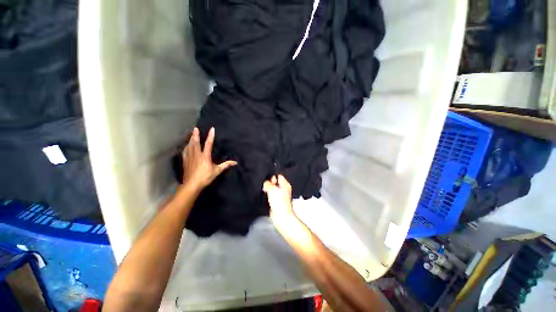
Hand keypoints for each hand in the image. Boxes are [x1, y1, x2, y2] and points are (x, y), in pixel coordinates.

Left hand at [182, 127, 236, 191]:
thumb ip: (225, 165)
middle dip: (196, 135)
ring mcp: (190, 157)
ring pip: (190, 146)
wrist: (192, 184)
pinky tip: (186, 145)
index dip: (210, 136)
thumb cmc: (205, 177)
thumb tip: (235, 162)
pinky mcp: (185, 161)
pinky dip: (186, 147)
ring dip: (191, 139)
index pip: (208, 144)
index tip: (212, 129)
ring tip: (191, 134)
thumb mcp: (217, 171)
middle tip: (195, 128)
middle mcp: (197, 154)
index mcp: (205, 156)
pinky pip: (185, 152)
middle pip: (195, 142)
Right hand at [263, 175, 293, 220]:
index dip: (273, 177)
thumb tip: (265, 183)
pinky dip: (268, 197)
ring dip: (268, 191)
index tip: (268, 180)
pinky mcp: (277, 202)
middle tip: (266, 187)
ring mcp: (281, 196)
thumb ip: (268, 184)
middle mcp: (284, 189)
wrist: (281, 215)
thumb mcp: (272, 189)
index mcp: (285, 184)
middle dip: (270, 184)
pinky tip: (267, 199)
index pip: (279, 176)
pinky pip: (271, 197)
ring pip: (273, 190)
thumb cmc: (280, 203)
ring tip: (266, 193)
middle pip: (275, 183)